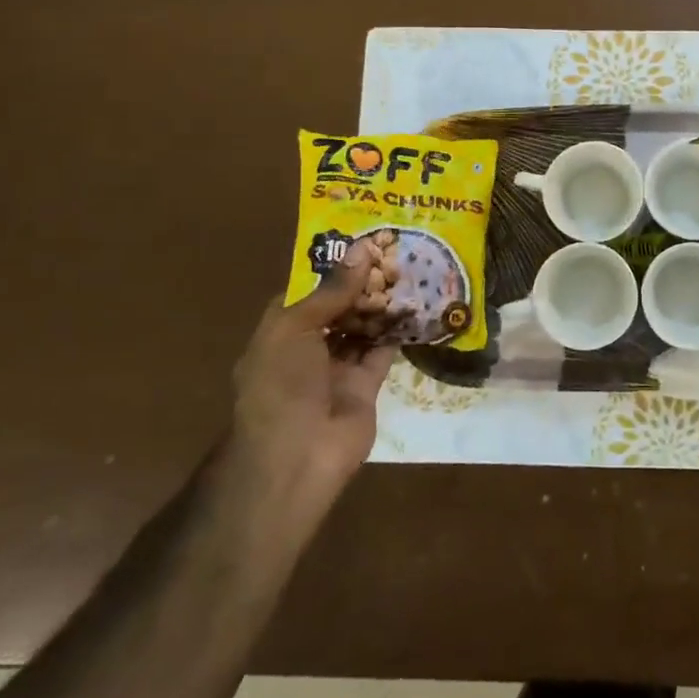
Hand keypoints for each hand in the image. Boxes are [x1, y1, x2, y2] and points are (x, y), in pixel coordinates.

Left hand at [222, 241, 395, 521]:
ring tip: (411, 269)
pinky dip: (398, 330)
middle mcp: (308, 346)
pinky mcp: (366, 385)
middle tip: (396, 251)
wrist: (296, 457)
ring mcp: (338, 367)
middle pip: (340, 306)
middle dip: (364, 282)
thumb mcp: (295, 328)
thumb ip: (332, 290)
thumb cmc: (281, 384)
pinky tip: (418, 304)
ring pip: (363, 326)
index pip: (308, 290)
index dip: (334, 266)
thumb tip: (362, 248)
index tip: (364, 241)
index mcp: (281, 331)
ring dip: (382, 303)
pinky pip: (384, 350)